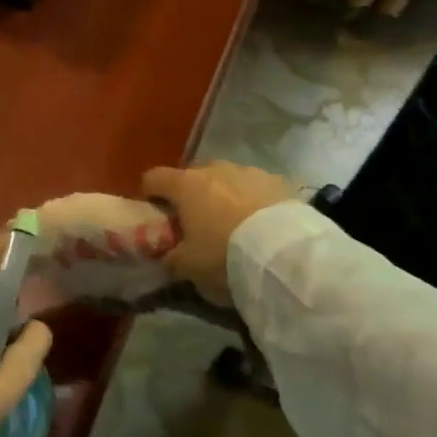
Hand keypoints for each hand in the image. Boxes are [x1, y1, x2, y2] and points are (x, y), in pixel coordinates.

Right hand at [141, 162, 296, 306]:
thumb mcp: (188, 267)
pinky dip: (252, 201)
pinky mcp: (279, 181)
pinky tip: (261, 225)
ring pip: (227, 179)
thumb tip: (165, 253)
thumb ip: (170, 256)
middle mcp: (215, 169)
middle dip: (191, 195)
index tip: (156, 213)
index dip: (150, 194)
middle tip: (197, 223)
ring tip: (234, 226)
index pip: (154, 178)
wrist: (286, 256)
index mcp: (186, 185)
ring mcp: (249, 171)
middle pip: (192, 176)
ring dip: (224, 196)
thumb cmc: (224, 257)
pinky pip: (256, 188)